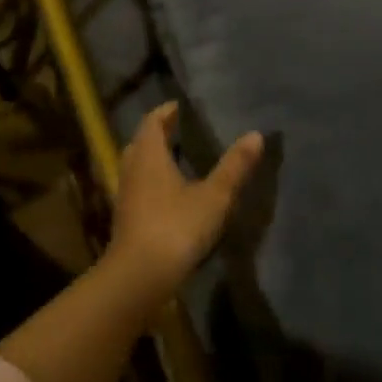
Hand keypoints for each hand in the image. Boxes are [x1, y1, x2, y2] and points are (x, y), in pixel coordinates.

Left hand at [107, 102, 263, 295]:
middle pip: (141, 143)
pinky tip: (169, 194)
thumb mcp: (214, 196)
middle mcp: (132, 170)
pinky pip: (138, 188)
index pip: (152, 122)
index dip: (165, 112)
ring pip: (136, 166)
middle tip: (178, 129)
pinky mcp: (126, 219)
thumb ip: (234, 166)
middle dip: (157, 133)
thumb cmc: (176, 227)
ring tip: (177, 159)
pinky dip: (152, 181)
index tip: (179, 106)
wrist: (139, 275)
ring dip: (153, 158)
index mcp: (149, 155)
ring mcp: (125, 196)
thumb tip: (255, 135)